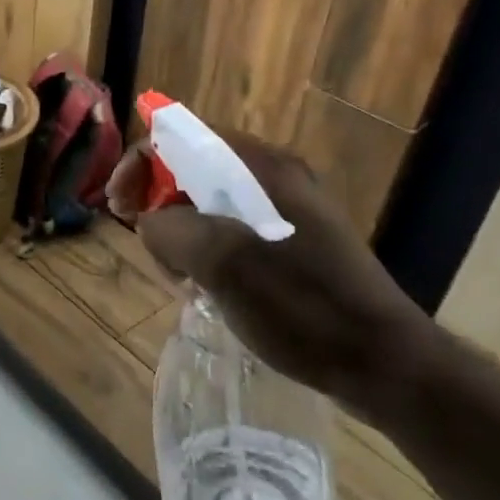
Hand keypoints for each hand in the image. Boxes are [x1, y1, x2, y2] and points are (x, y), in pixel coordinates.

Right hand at [108, 134, 440, 422]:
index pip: (180, 136)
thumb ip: (170, 229)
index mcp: (261, 167)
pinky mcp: (292, 244)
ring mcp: (286, 211)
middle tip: (150, 249)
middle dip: (158, 203)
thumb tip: (151, 224)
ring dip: (179, 234)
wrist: (381, 362)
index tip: (118, 208)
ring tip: (178, 277)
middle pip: (190, 169)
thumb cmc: (301, 305)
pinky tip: (205, 288)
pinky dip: (205, 253)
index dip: (139, 165)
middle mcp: (274, 177)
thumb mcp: (222, 263)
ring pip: (207, 205)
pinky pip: (230, 232)